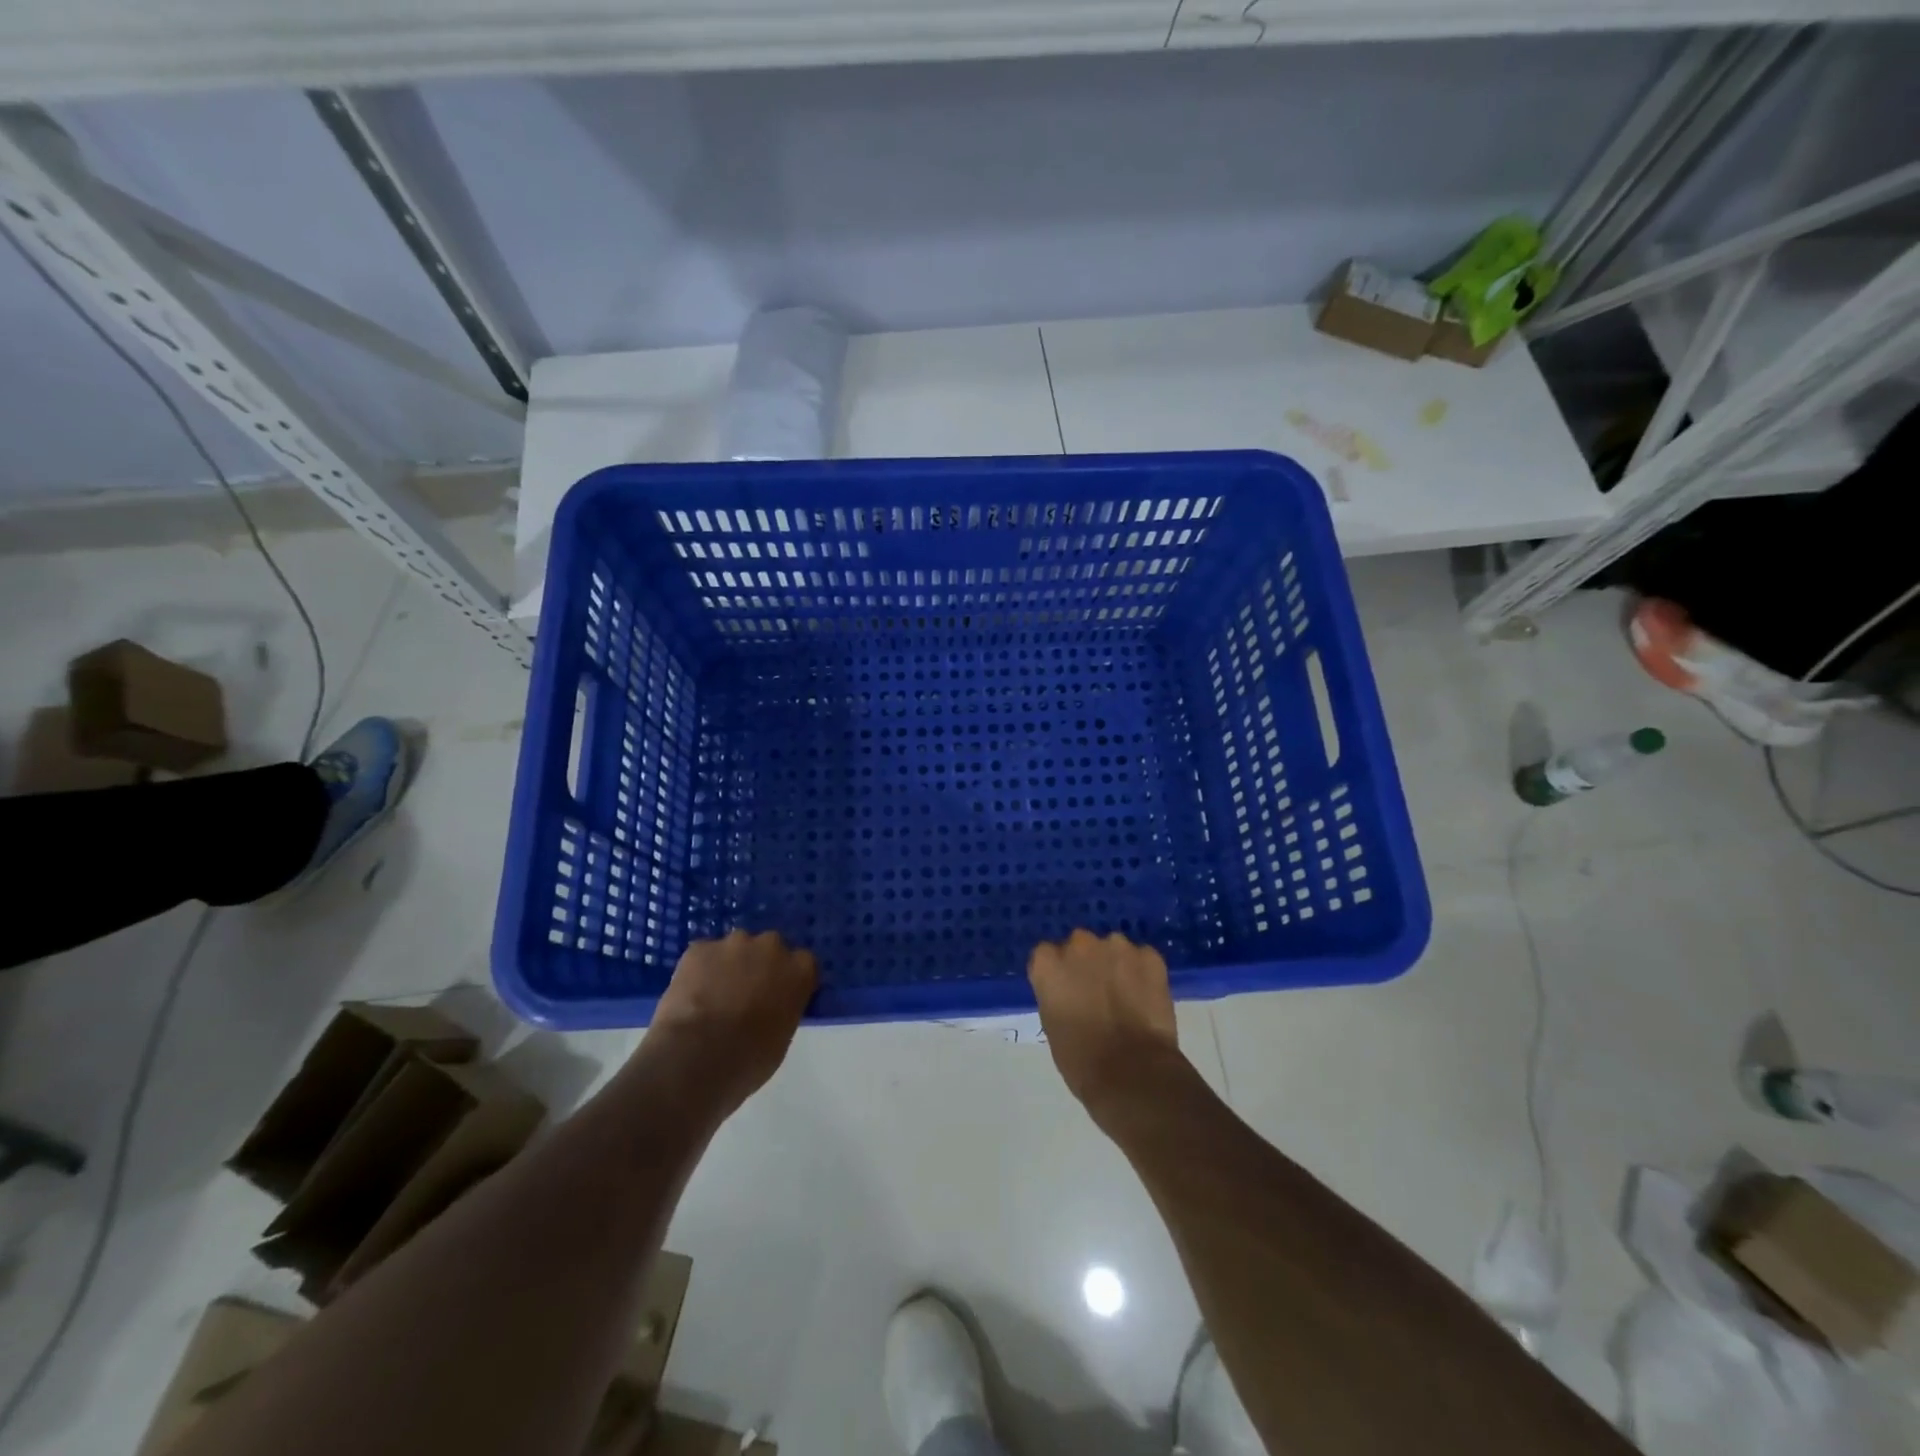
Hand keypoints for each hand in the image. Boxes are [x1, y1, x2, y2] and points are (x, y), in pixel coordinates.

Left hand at [640, 930, 816, 1120]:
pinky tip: (690, 996)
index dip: (788, 979)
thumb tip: (769, 1009)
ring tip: (712, 996)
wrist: (697, 1057)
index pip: (803, 964)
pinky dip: (699, 970)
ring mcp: (734, 943)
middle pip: (770, 948)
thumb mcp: (782, 1038)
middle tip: (744, 995)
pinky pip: (703, 955)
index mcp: (800, 970)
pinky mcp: (699, 948)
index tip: (778, 997)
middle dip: (759, 965)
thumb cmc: (749, 1059)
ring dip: (729, 965)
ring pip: (735, 948)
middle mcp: (772, 946)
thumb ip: (782, 1010)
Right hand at [1028, 930, 1179, 1110]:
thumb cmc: (1081, 1060)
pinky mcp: (1149, 956)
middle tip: (1097, 994)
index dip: (1058, 975)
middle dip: (1087, 964)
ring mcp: (1117, 946)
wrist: (1133, 1073)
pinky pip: (1143, 959)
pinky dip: (1144, 974)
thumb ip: (1057, 996)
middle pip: (1080, 945)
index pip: (1047, 956)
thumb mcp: (1052, 1026)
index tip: (1066, 993)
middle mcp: (1079, 944)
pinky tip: (1147, 1000)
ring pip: (1113, 949)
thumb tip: (1071, 994)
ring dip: (1116, 965)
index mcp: (1047, 963)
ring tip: (1126, 998)